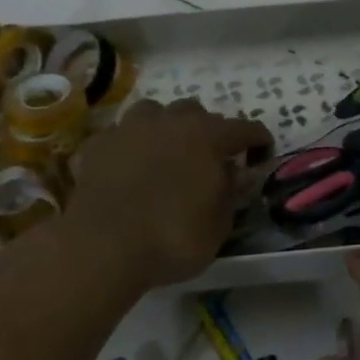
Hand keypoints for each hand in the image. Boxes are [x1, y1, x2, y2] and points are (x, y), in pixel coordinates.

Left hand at [65, 99, 270, 288]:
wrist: (103, 247)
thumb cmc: (172, 239)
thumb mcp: (218, 226)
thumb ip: (231, 194)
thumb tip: (238, 173)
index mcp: (208, 138)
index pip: (244, 128)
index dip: (258, 141)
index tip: (262, 155)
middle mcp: (170, 122)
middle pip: (196, 112)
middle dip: (208, 131)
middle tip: (210, 158)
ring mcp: (129, 129)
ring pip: (154, 113)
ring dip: (166, 128)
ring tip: (166, 153)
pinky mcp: (98, 144)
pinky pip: (121, 135)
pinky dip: (131, 146)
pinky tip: (129, 167)